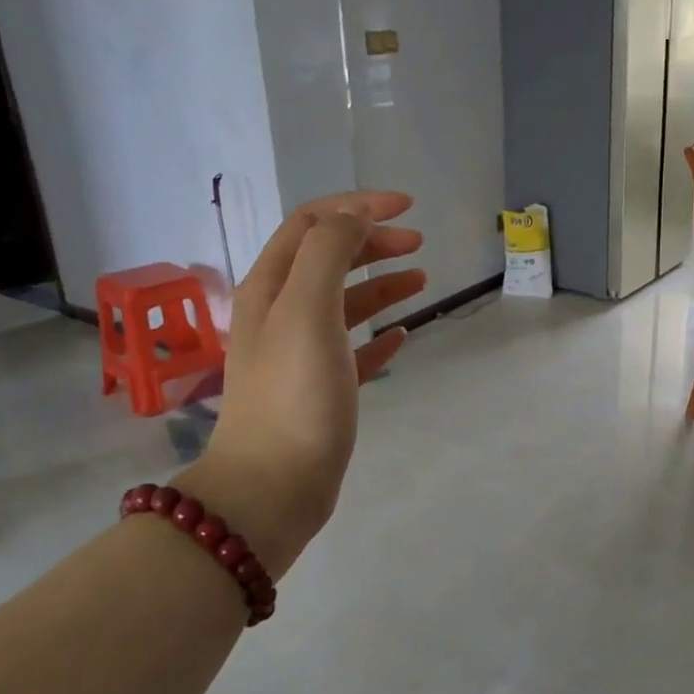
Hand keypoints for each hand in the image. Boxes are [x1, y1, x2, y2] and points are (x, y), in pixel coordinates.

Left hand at [182, 191, 424, 576]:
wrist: (273, 486)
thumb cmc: (294, 395)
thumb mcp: (309, 310)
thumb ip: (330, 253)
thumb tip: (355, 217)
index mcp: (271, 288)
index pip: (312, 224)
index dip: (357, 206)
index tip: (406, 207)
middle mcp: (281, 313)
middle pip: (328, 259)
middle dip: (372, 242)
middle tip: (418, 244)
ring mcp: (300, 353)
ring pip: (344, 303)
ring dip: (381, 284)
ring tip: (422, 281)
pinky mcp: (321, 390)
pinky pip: (354, 349)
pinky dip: (379, 334)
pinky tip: (403, 335)